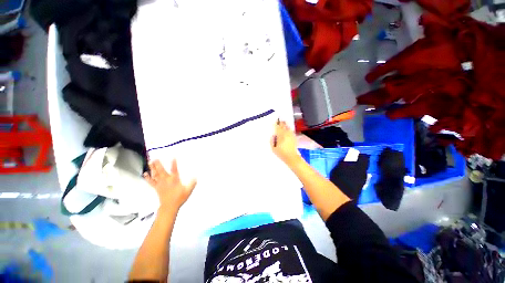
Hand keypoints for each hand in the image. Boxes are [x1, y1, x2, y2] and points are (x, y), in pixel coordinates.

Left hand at [143, 159, 196, 211]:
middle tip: (156, 158)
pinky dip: (148, 177)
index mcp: (174, 180)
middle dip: (158, 164)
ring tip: (150, 162)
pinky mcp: (157, 188)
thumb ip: (192, 183)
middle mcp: (166, 180)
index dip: (174, 163)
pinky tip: (145, 174)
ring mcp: (160, 184)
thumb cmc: (179, 198)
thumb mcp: (188, 190)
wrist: (169, 207)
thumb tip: (195, 177)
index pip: (174, 170)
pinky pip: (151, 182)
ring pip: (155, 174)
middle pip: (161, 171)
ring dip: (152, 168)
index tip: (173, 157)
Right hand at [271, 119, 299, 164]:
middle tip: (279, 120)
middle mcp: (286, 134)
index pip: (278, 127)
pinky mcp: (294, 137)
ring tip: (284, 123)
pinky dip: (289, 129)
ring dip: (285, 125)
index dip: (276, 124)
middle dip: (281, 123)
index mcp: (281, 135)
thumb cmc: (281, 153)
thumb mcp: (273, 148)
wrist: (291, 157)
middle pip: (284, 126)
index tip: (275, 121)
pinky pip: (291, 131)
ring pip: (288, 127)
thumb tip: (273, 135)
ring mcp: (291, 135)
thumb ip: (272, 141)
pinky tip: (288, 129)